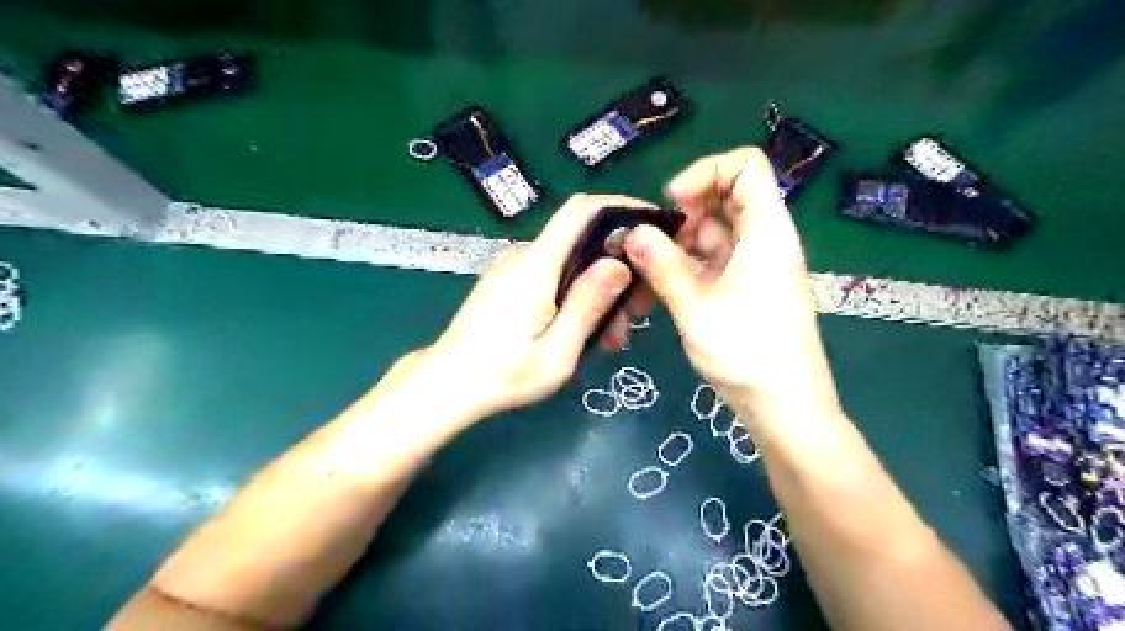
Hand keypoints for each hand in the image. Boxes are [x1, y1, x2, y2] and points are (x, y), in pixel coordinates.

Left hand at [420, 194, 650, 422]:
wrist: (448, 386)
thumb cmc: (503, 376)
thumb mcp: (557, 353)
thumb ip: (586, 306)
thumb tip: (619, 263)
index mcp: (536, 266)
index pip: (580, 210)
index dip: (619, 206)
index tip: (652, 224)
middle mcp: (524, 256)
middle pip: (582, 239)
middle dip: (617, 267)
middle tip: (636, 313)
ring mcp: (514, 269)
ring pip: (570, 263)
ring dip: (598, 290)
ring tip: (611, 337)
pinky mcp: (509, 283)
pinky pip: (552, 276)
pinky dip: (577, 295)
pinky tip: (584, 331)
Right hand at [629, 148, 839, 429]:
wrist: (787, 408)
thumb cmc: (748, 356)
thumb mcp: (697, 309)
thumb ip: (663, 266)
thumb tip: (633, 232)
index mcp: (766, 232)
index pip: (745, 166)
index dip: (705, 172)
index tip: (673, 204)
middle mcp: (764, 240)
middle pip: (726, 196)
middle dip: (684, 212)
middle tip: (654, 245)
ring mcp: (755, 264)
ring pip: (714, 232)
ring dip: (680, 244)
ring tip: (650, 273)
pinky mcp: (746, 287)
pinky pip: (714, 260)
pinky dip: (688, 265)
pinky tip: (664, 288)